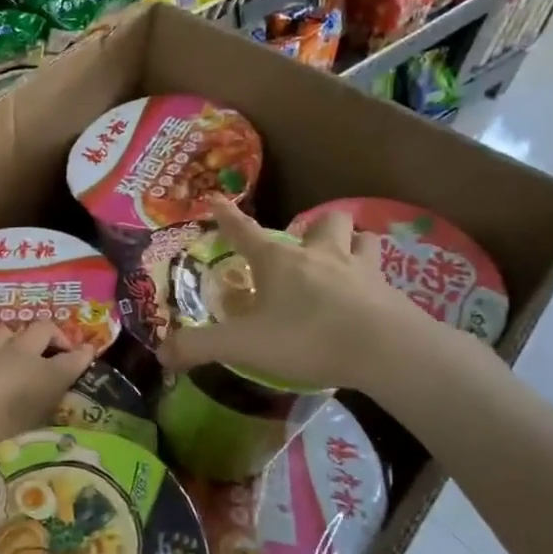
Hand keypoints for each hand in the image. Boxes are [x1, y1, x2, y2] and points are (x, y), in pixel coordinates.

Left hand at [0, 322, 95, 452]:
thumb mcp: (37, 412)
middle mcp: (19, 355)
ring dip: (17, 337)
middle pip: (41, 330)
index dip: (80, 354)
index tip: (87, 353)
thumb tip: (78, 363)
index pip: (69, 358)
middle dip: (52, 335)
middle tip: (54, 350)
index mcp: (43, 371)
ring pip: (8, 332)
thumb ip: (55, 388)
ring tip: (18, 352)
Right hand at [158, 199, 429, 391]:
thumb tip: (161, 353)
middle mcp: (321, 255)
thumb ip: (200, 347)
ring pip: (363, 239)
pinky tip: (370, 298)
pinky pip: (384, 276)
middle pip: (323, 222)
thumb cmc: (307, 338)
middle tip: (304, 246)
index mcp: (280, 261)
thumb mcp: (243, 346)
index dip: (227, 217)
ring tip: (343, 261)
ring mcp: (361, 271)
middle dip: (313, 227)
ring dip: (352, 244)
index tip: (216, 200)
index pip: (245, 231)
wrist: (385, 350)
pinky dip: (375, 281)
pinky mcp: (391, 293)